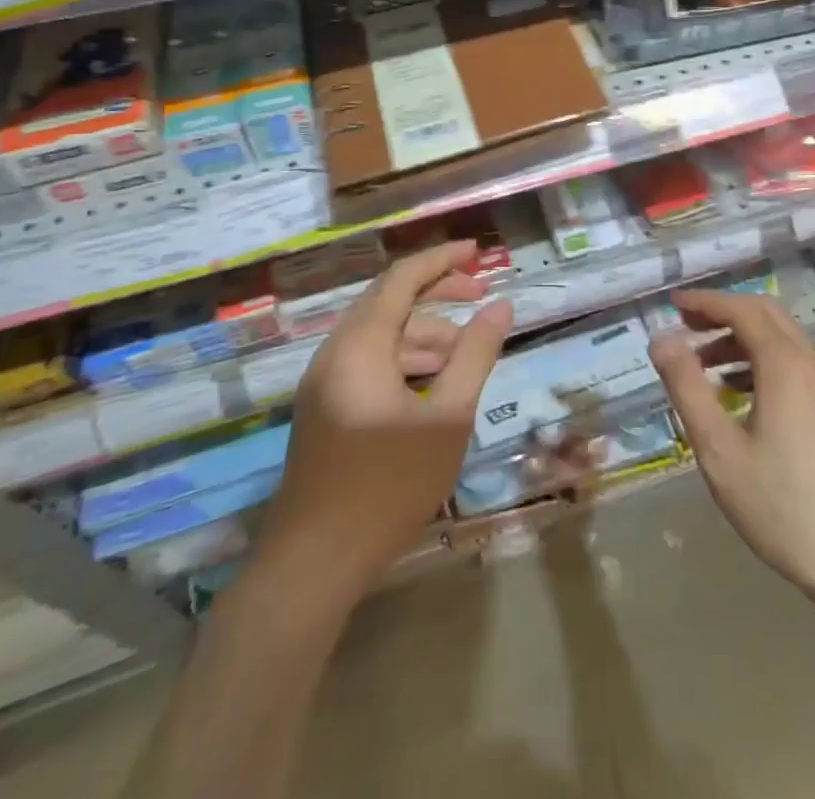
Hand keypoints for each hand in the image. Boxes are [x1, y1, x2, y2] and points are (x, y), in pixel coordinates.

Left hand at [262, 241, 512, 598]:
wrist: (313, 564)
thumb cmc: (387, 486)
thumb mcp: (447, 417)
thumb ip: (475, 355)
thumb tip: (501, 307)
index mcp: (360, 345)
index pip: (402, 279)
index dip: (441, 259)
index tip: (477, 250)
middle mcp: (335, 352)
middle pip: (389, 302)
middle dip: (437, 293)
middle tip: (482, 295)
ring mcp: (325, 382)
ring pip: (381, 335)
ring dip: (424, 333)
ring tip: (466, 352)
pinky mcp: (325, 408)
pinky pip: (370, 362)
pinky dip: (405, 360)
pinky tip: (434, 384)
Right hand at [649, 289, 814, 621]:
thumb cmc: (784, 508)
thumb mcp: (719, 450)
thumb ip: (687, 388)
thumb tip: (661, 339)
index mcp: (785, 365)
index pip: (741, 309)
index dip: (705, 302)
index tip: (672, 304)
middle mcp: (813, 364)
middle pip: (767, 315)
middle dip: (724, 313)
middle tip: (686, 327)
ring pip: (784, 341)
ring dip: (743, 340)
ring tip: (705, 367)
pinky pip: (797, 366)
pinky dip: (764, 363)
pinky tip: (743, 399)